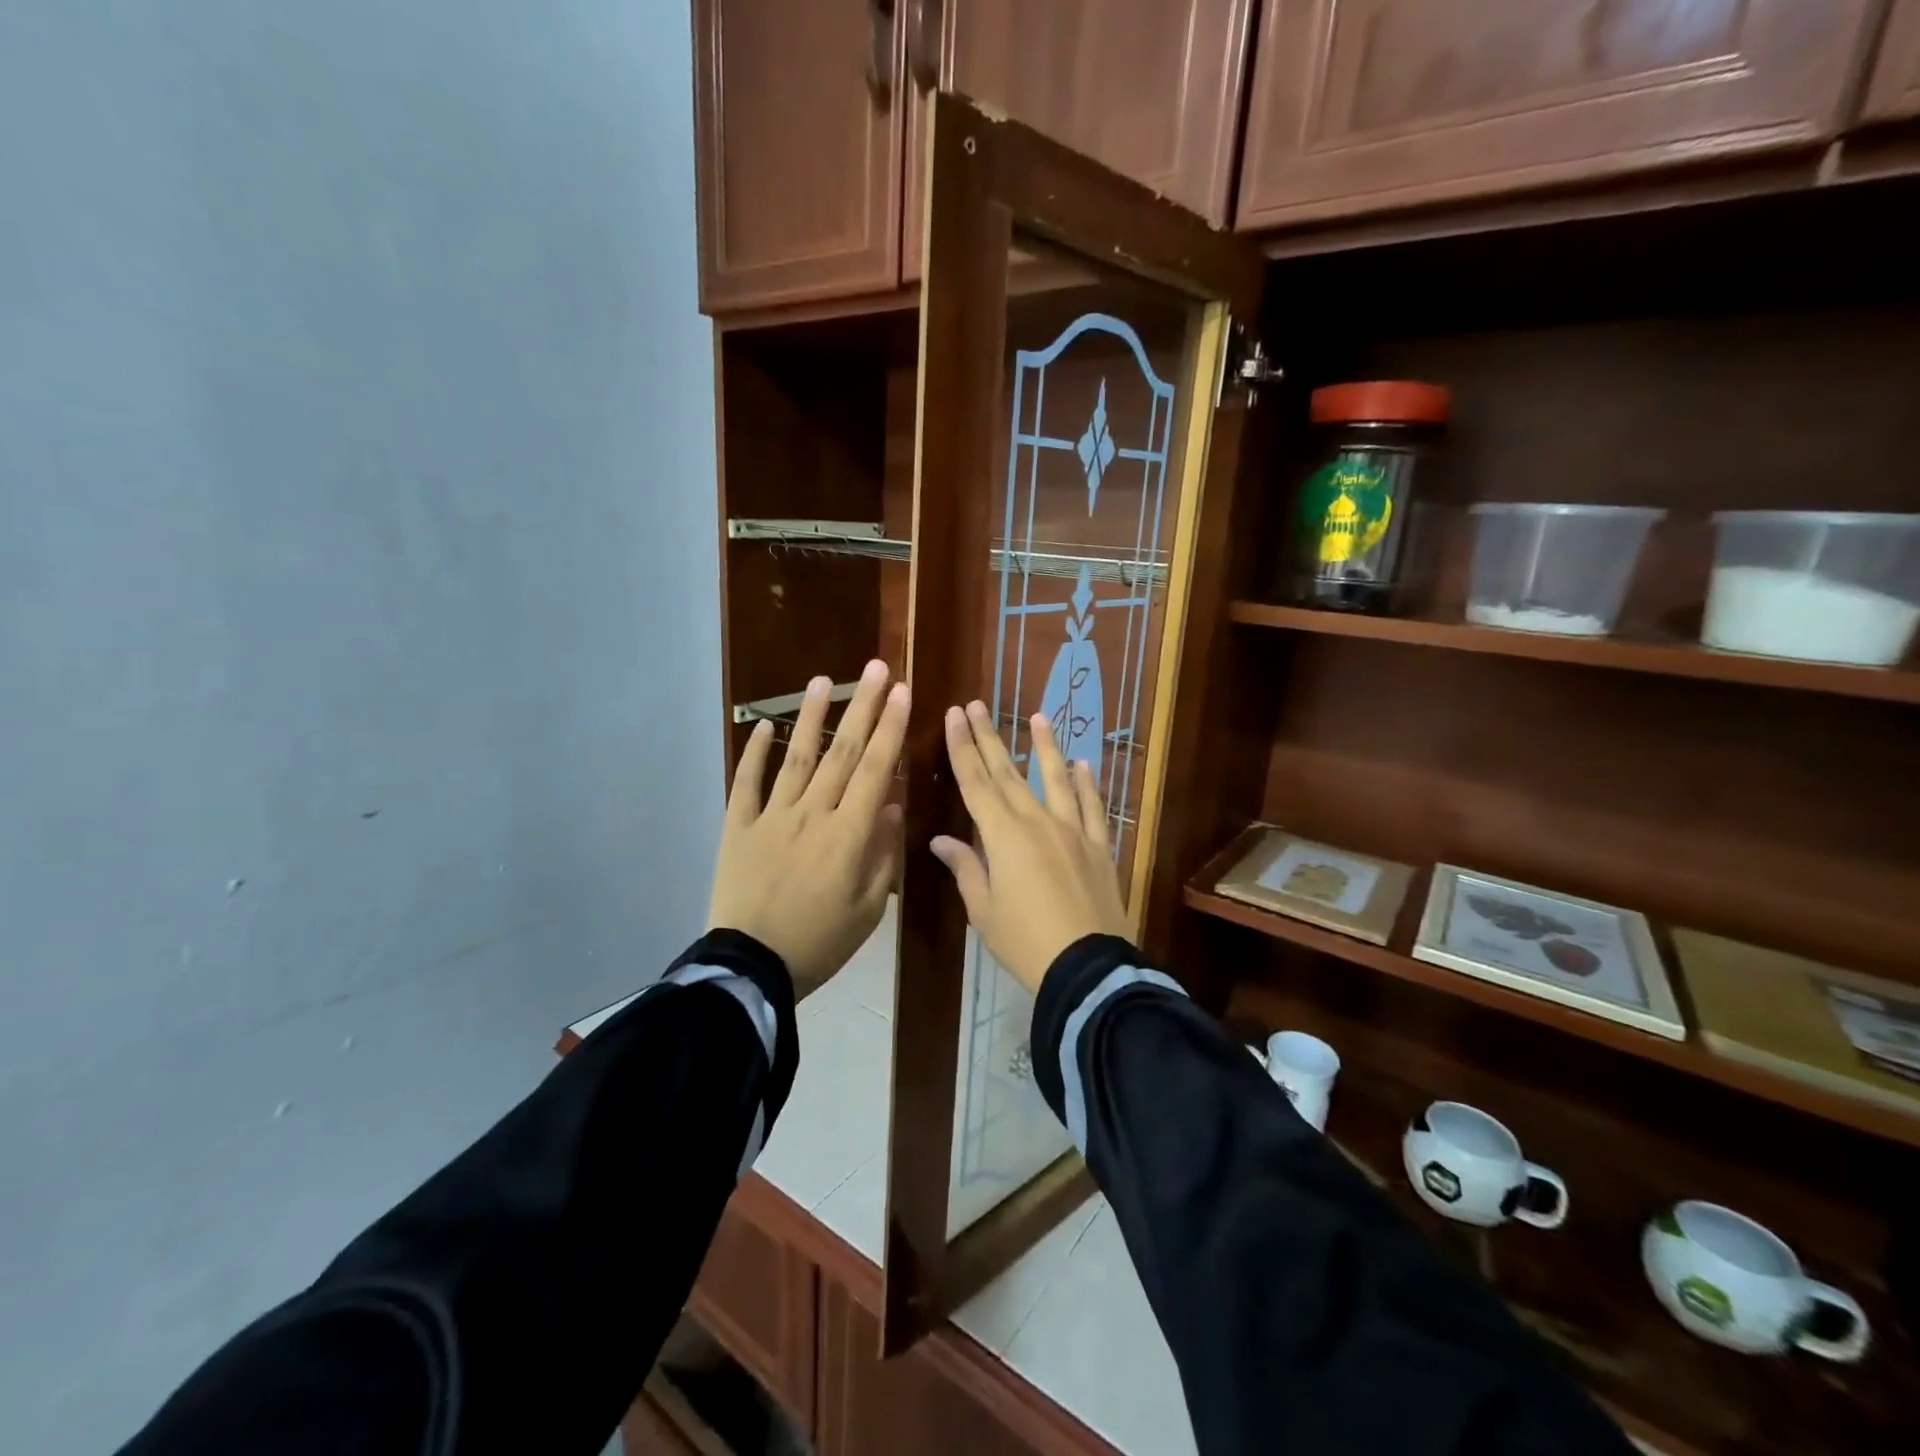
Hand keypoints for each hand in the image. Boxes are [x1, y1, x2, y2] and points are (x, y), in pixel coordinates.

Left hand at [707, 660, 907, 996]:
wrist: (751, 968)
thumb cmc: (820, 943)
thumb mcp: (869, 909)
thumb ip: (883, 854)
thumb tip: (893, 805)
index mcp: (848, 835)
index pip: (875, 771)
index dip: (891, 729)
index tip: (903, 693)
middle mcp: (812, 814)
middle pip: (842, 753)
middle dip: (863, 708)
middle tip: (876, 668)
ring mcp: (771, 817)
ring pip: (796, 757)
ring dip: (812, 717)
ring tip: (824, 680)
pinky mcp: (738, 827)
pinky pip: (746, 783)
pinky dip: (753, 753)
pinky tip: (762, 725)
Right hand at [930, 700, 1128, 994]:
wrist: (1087, 967)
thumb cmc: (1025, 941)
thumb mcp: (983, 910)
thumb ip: (965, 868)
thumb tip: (941, 840)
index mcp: (1003, 836)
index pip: (976, 782)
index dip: (962, 748)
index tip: (955, 715)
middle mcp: (1037, 822)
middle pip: (1008, 773)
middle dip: (990, 737)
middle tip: (978, 705)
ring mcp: (1072, 831)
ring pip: (1055, 779)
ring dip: (1046, 747)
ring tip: (1039, 717)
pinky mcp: (1098, 846)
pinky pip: (1092, 807)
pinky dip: (1087, 784)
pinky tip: (1083, 764)